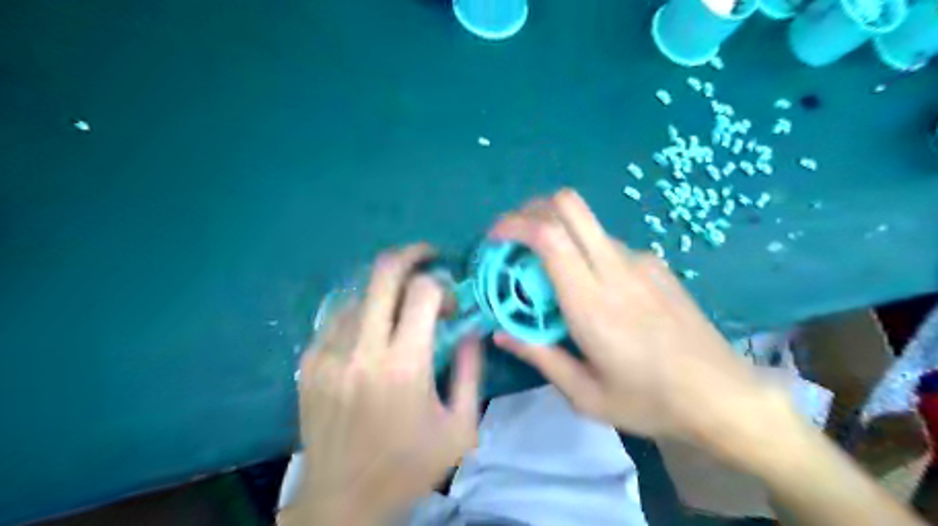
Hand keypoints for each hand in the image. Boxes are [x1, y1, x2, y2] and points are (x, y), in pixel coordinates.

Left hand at [295, 245, 483, 524]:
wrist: (342, 501)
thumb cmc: (409, 466)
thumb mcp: (461, 426)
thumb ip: (471, 369)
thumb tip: (472, 327)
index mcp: (404, 365)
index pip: (423, 291)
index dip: (443, 286)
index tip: (450, 305)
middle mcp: (362, 349)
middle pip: (383, 272)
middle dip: (411, 254)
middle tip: (427, 256)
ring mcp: (328, 352)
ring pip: (359, 288)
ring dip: (386, 285)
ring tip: (401, 297)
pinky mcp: (309, 362)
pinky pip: (337, 314)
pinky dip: (361, 307)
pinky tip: (373, 323)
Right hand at [488, 191, 784, 453]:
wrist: (725, 397)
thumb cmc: (650, 401)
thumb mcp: (584, 394)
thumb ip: (538, 356)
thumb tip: (500, 334)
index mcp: (592, 302)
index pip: (549, 236)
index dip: (514, 225)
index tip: (494, 238)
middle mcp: (616, 268)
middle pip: (569, 205)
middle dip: (532, 209)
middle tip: (513, 236)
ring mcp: (641, 261)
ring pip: (587, 223)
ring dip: (558, 231)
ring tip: (547, 270)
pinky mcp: (657, 265)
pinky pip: (608, 244)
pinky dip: (584, 250)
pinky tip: (590, 286)